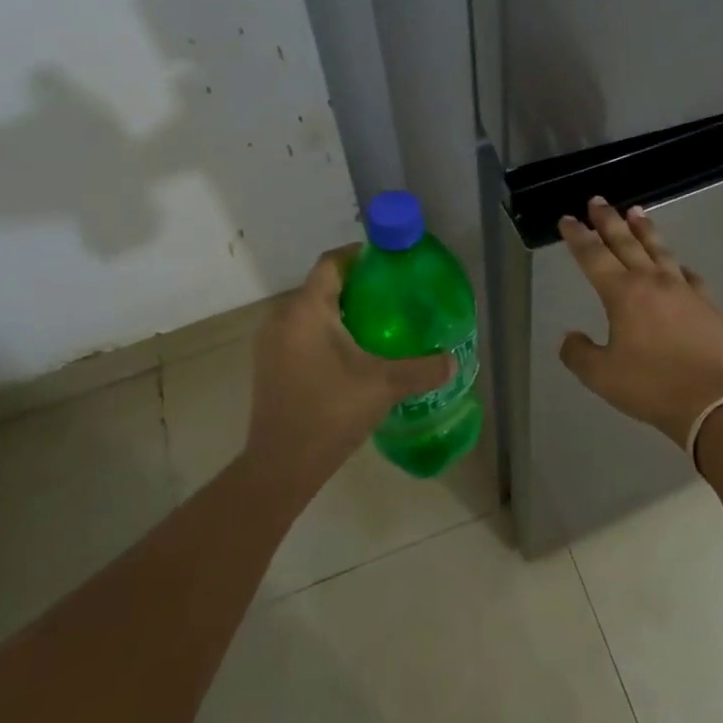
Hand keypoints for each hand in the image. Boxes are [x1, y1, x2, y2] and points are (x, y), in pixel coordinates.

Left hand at [246, 248, 453, 497]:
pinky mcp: (269, 363)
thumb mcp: (384, 386)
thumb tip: (453, 361)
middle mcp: (282, 317)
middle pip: (322, 285)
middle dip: (357, 285)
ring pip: (310, 310)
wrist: (280, 466)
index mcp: (307, 310)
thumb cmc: (330, 413)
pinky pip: (300, 330)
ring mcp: (271, 341)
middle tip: (393, 295)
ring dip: (341, 310)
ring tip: (378, 323)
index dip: (360, 255)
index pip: (332, 263)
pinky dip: (325, 330)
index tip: (389, 263)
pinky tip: (352, 352)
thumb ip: (422, 369)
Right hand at [558, 197, 722, 448]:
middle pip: (626, 242)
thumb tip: (570, 337)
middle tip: (597, 200)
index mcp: (622, 294)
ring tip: (636, 211)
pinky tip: (677, 265)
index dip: (578, 236)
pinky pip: (689, 275)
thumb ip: (578, 353)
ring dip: (645, 230)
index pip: (593, 256)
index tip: (568, 220)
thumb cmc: (649, 385)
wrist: (710, 400)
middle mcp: (651, 282)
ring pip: (659, 250)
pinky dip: (677, 265)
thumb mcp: (600, 376)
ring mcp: (683, 289)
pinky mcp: (706, 304)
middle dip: (608, 220)